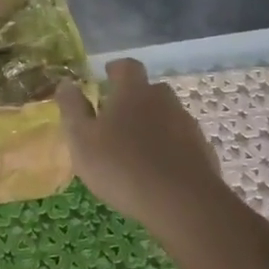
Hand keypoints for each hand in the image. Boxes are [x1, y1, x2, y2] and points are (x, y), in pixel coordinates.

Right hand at [55, 58, 228, 230]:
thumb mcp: (82, 140)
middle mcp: (164, 100)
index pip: (127, 67)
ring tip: (136, 149)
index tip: (106, 77)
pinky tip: (158, 170)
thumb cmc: (121, 166)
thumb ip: (72, 109)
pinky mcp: (203, 151)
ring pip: (167, 116)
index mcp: (133, 92)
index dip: (116, 70)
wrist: (181, 202)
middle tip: (117, 119)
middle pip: (150, 90)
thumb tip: (66, 83)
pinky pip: (181, 142)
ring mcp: (187, 125)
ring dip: (153, 125)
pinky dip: (169, 148)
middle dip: (134, 99)